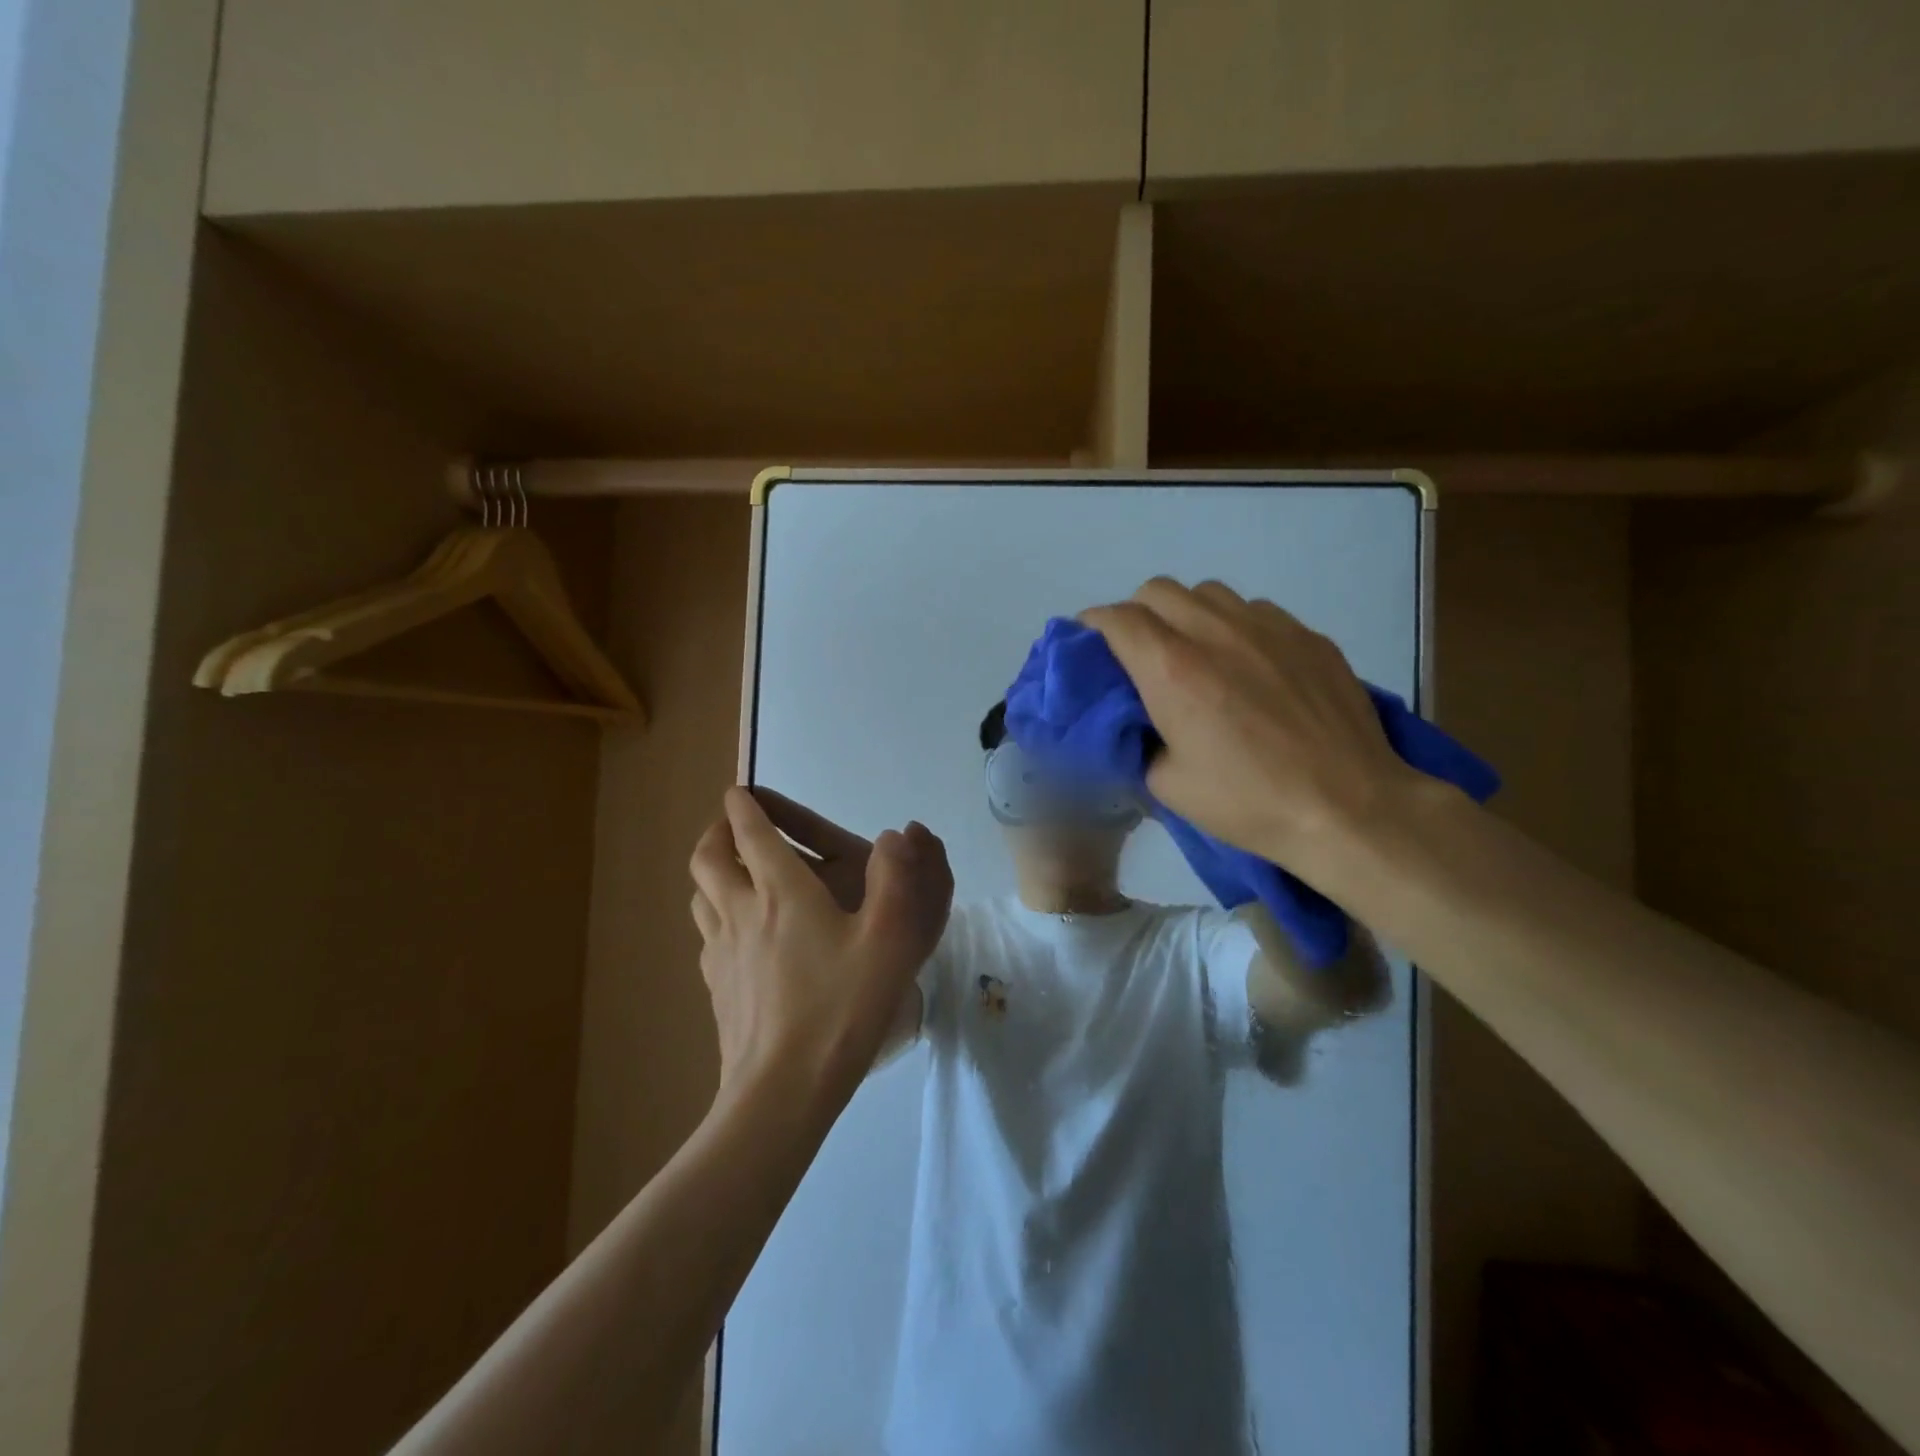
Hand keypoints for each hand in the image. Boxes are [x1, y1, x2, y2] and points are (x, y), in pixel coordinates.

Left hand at [689, 788, 951, 1105]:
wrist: (783, 1091)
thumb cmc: (841, 1008)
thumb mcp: (889, 940)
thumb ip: (898, 880)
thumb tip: (898, 835)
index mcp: (780, 892)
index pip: (750, 832)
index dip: (743, 806)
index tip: (741, 791)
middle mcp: (741, 912)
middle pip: (708, 858)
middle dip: (717, 832)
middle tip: (734, 826)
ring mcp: (720, 952)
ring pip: (700, 896)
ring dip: (712, 873)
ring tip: (733, 874)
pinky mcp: (716, 988)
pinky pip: (706, 935)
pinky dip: (715, 915)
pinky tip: (738, 935)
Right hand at [1081, 579, 1430, 876]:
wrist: (1348, 806)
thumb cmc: (1248, 802)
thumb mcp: (1167, 785)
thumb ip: (1139, 739)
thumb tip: (1136, 722)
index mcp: (1172, 669)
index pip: (1116, 619)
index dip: (1092, 626)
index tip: (1087, 645)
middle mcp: (1215, 632)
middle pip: (1157, 590)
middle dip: (1135, 614)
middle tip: (1138, 653)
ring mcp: (1268, 627)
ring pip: (1207, 592)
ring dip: (1186, 614)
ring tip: (1194, 653)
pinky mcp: (1307, 635)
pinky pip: (1254, 610)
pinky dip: (1233, 626)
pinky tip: (1247, 665)